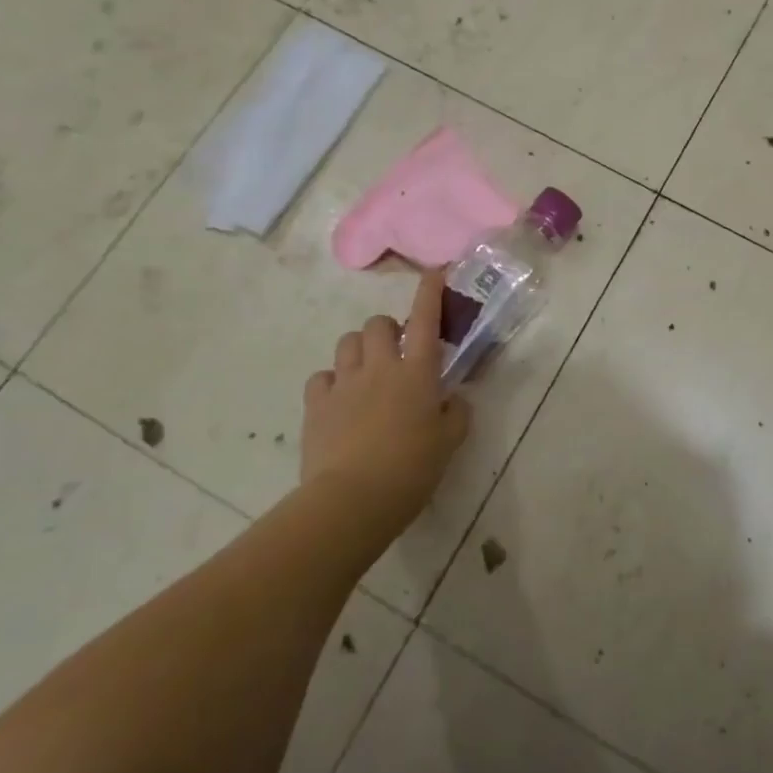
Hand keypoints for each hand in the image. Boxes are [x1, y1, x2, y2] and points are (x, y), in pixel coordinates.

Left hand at [300, 269, 470, 537]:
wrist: (352, 500)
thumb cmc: (410, 470)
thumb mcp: (449, 444)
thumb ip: (456, 414)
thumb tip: (453, 399)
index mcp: (417, 373)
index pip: (426, 320)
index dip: (430, 292)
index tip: (434, 272)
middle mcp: (380, 367)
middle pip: (379, 324)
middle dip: (389, 330)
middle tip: (398, 353)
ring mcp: (344, 383)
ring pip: (348, 342)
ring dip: (361, 348)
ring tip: (368, 372)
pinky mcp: (316, 404)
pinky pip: (322, 376)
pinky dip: (332, 381)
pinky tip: (339, 399)